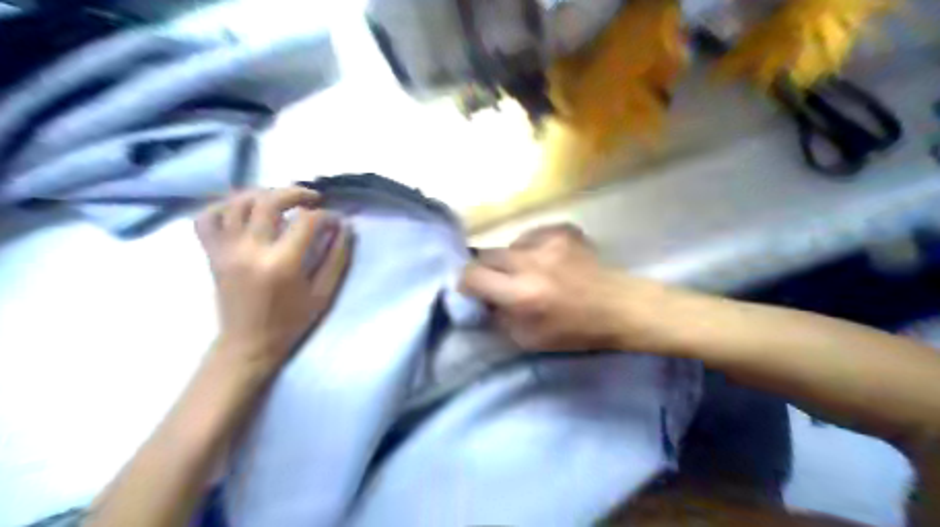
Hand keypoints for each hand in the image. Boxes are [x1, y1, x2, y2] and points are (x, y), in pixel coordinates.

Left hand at [193, 187, 351, 369]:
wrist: (248, 344)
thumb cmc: (291, 321)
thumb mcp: (324, 293)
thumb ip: (337, 258)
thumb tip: (344, 227)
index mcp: (282, 263)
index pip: (306, 221)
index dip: (326, 215)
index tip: (335, 220)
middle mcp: (250, 249)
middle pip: (269, 201)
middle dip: (296, 192)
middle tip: (312, 199)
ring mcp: (226, 249)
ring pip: (238, 202)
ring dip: (263, 193)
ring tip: (281, 200)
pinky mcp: (212, 253)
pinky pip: (207, 218)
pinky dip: (224, 206)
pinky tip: (243, 209)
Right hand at [460, 222, 671, 351]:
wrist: (621, 307)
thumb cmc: (576, 331)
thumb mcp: (529, 339)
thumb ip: (498, 318)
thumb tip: (482, 300)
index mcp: (522, 294)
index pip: (472, 275)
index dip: (466, 283)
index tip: (473, 290)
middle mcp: (531, 262)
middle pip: (486, 254)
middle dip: (486, 270)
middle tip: (498, 283)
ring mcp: (549, 241)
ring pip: (510, 244)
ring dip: (512, 260)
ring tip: (530, 272)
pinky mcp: (564, 230)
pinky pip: (532, 235)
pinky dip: (532, 248)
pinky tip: (548, 260)